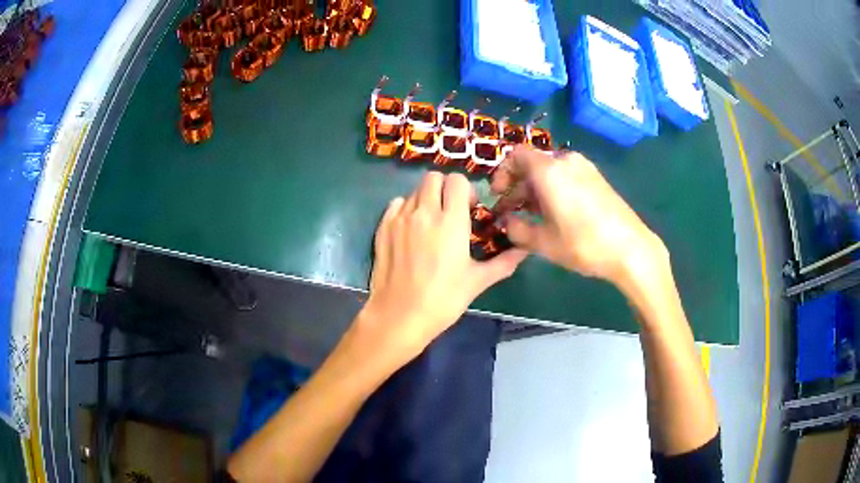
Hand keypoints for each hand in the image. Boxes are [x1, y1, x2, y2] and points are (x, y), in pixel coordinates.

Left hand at [359, 172, 527, 358]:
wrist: (400, 316)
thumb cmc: (443, 299)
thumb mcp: (478, 281)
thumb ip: (504, 262)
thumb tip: (524, 250)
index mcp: (451, 221)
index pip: (457, 180)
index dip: (465, 190)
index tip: (469, 209)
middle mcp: (424, 212)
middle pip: (434, 177)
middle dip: (445, 189)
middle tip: (450, 212)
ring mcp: (400, 218)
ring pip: (415, 191)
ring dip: (426, 200)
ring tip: (430, 225)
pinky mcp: (383, 227)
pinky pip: (396, 204)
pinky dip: (406, 209)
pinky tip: (411, 230)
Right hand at [491, 146, 668, 296]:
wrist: (631, 248)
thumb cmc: (584, 243)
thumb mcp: (543, 242)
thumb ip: (517, 229)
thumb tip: (507, 222)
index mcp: (549, 170)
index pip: (515, 156)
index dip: (501, 174)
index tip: (498, 196)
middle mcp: (566, 161)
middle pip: (533, 165)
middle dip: (518, 188)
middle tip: (512, 213)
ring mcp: (585, 168)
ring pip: (550, 172)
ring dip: (536, 191)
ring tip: (533, 217)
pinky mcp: (597, 178)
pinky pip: (566, 177)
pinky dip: (554, 190)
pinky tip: (556, 215)